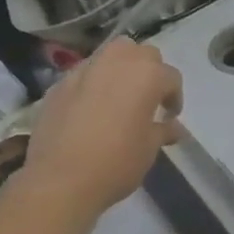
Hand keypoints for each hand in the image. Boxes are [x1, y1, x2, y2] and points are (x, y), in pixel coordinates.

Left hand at [24, 39, 183, 213]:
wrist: (60, 180)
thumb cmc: (117, 162)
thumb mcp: (149, 148)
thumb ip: (163, 130)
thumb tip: (174, 128)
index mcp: (146, 75)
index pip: (170, 76)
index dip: (174, 97)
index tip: (170, 117)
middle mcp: (116, 63)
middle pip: (142, 54)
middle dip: (149, 71)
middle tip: (148, 99)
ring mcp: (84, 70)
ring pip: (111, 55)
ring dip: (121, 69)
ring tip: (120, 96)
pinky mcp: (59, 84)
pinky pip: (85, 73)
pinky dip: (94, 82)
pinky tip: (91, 108)